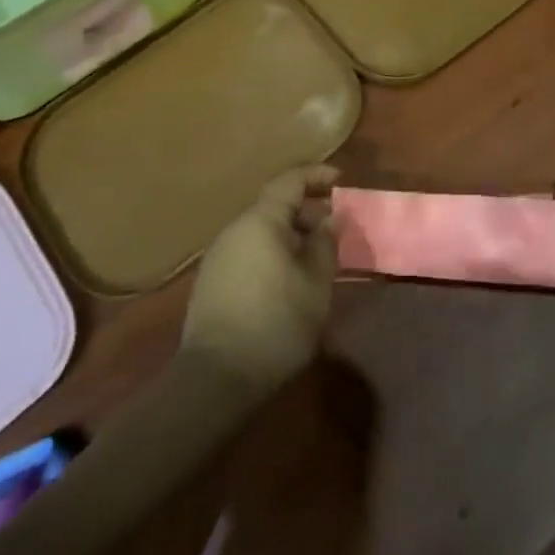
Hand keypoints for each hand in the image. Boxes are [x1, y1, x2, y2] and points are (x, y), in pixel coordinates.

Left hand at [182, 167, 339, 393]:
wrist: (216, 378)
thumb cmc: (276, 323)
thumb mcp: (315, 284)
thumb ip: (325, 244)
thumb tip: (330, 218)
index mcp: (260, 221)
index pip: (290, 181)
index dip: (317, 176)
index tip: (342, 181)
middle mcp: (235, 230)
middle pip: (275, 206)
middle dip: (307, 210)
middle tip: (336, 226)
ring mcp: (219, 256)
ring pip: (262, 230)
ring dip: (291, 234)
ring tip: (318, 254)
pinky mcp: (212, 281)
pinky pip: (250, 250)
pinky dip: (274, 251)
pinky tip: (290, 277)